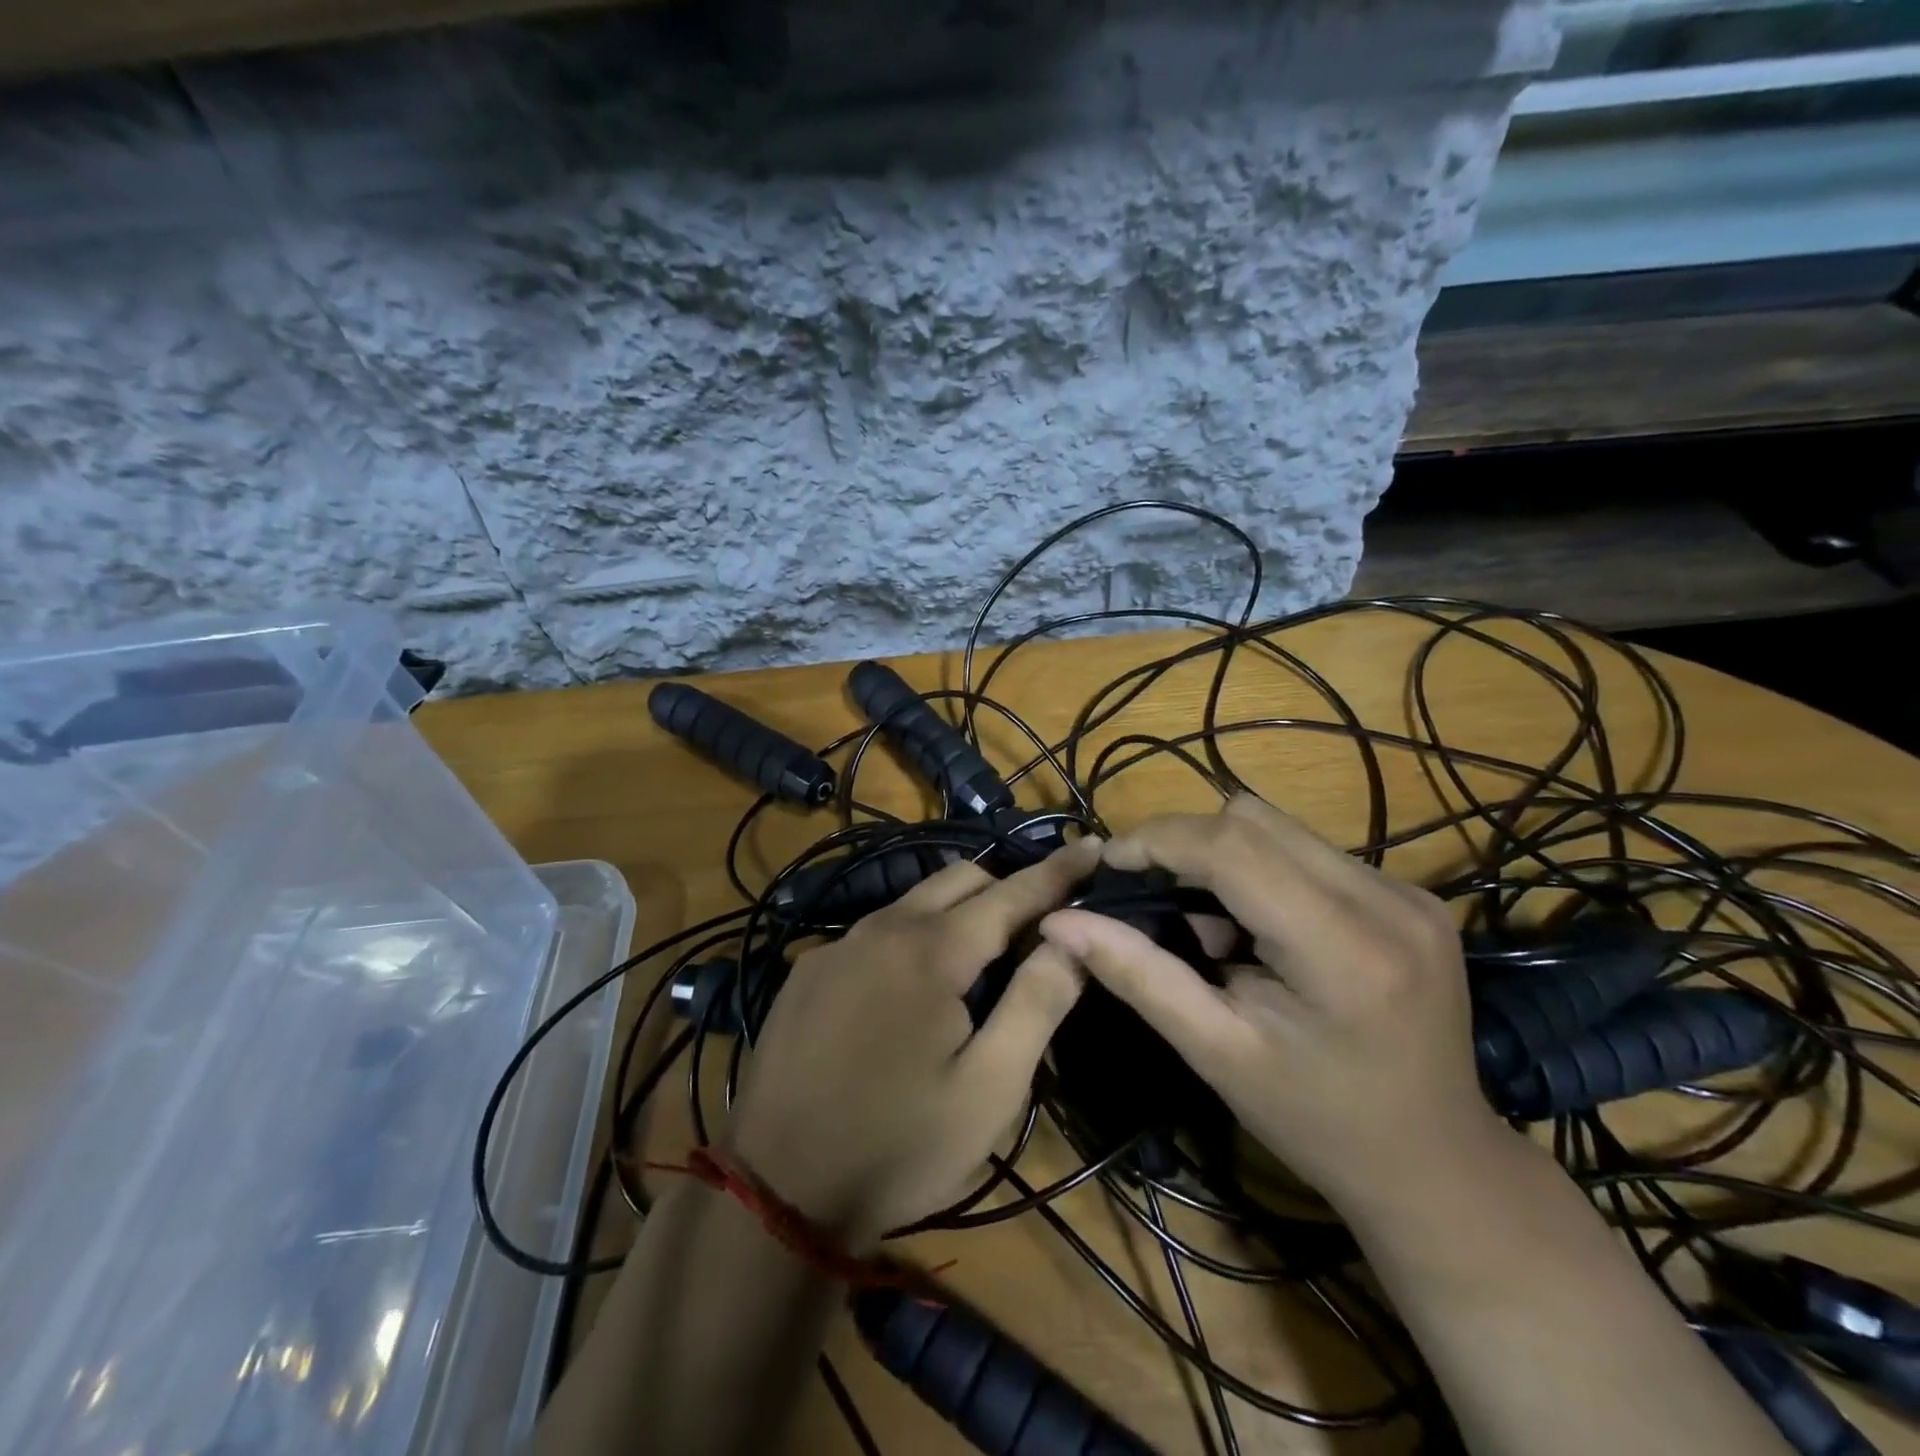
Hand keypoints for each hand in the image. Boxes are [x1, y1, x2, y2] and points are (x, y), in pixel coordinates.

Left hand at [727, 837, 1100, 1247]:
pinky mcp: (808, 971)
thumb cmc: (899, 1146)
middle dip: (1007, 886)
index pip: (1011, 893)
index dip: (1057, 871)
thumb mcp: (989, 1087)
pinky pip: (876, 931)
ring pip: (914, 900)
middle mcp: (881, 928)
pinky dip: (913, 935)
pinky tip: (914, 985)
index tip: (1093, 845)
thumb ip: (1037, 1002)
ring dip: (958, 909)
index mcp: (932, 950)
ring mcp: (837, 946)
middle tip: (1041, 920)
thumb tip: (1073, 937)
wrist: (776, 1191)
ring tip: (985, 948)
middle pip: (961, 879)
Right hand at [1038, 795, 1500, 1215]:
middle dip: (1183, 843)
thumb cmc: (1316, 1123)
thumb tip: (1058, 922)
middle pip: (1253, 820)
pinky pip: (1306, 850)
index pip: (1234, 848)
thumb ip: (1137, 975)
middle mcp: (1387, 900)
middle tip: (1148, 894)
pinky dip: (1258, 869)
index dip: (1159, 840)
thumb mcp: (1216, 1053)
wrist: (1436, 1164)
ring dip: (1220, 854)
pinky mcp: (1409, 894)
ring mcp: (1407, 892)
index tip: (1109, 863)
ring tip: (1204, 922)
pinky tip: (1252, 927)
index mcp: (1344, 951)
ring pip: (1278, 826)